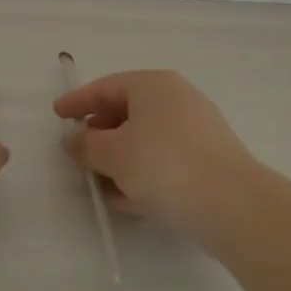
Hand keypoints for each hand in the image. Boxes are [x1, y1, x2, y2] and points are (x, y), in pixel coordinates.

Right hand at [54, 69, 258, 237]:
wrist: (234, 206)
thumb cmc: (164, 164)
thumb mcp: (113, 154)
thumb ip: (86, 145)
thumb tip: (74, 141)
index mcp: (153, 84)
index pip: (106, 86)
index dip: (78, 101)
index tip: (57, 115)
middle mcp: (177, 99)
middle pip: (127, 112)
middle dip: (100, 136)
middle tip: (78, 155)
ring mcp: (197, 130)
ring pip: (145, 140)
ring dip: (119, 161)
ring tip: (99, 186)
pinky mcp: (208, 161)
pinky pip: (164, 161)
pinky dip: (142, 175)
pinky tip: (127, 201)